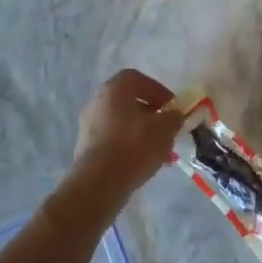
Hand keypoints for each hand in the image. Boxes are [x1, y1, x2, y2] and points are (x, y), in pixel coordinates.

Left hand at [72, 68, 183, 195]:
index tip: (172, 107)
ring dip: (142, 133)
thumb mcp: (165, 128)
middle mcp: (97, 102)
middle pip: (129, 102)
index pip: (137, 79)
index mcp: (114, 89)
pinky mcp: (86, 148)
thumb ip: (174, 117)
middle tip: (167, 129)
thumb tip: (175, 115)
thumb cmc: (134, 146)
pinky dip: (129, 147)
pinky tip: (143, 163)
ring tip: (160, 152)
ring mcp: (88, 126)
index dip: (157, 90)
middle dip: (151, 115)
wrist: (99, 183)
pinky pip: (113, 141)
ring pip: (122, 123)